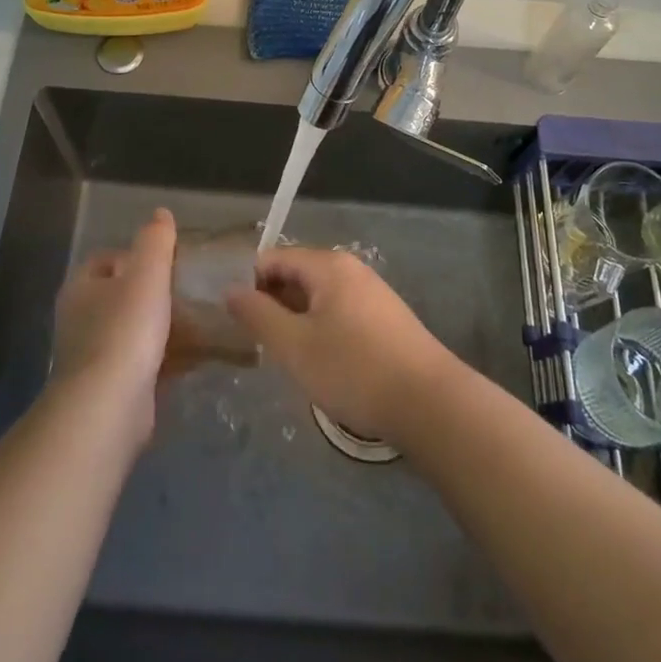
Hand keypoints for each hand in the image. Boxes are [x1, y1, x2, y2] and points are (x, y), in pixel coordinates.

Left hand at [51, 209, 176, 438]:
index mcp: (81, 288)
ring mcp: (94, 357)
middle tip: (189, 290)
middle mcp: (81, 320)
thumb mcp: (147, 274)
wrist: (109, 408)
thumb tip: (161, 214)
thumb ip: (156, 241)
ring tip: (201, 321)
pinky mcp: (112, 389)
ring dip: (164, 327)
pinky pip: (145, 363)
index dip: (135, 255)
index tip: (168, 260)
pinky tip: (197, 356)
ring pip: (134, 332)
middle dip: (154, 293)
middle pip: (121, 296)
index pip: (105, 260)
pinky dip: (168, 357)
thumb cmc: (125, 330)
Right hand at [225, 247, 459, 442]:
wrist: (429, 403)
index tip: (237, 322)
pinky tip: (324, 364)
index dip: (250, 285)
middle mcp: (351, 268)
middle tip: (262, 346)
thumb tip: (231, 290)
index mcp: (327, 265)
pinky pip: (341, 312)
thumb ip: (258, 315)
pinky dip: (323, 330)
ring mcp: (372, 292)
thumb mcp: (295, 346)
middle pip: (297, 275)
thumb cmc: (354, 370)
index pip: (273, 259)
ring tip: (290, 359)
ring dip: (298, 321)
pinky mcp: (386, 318)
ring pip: (319, 297)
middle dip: (274, 305)